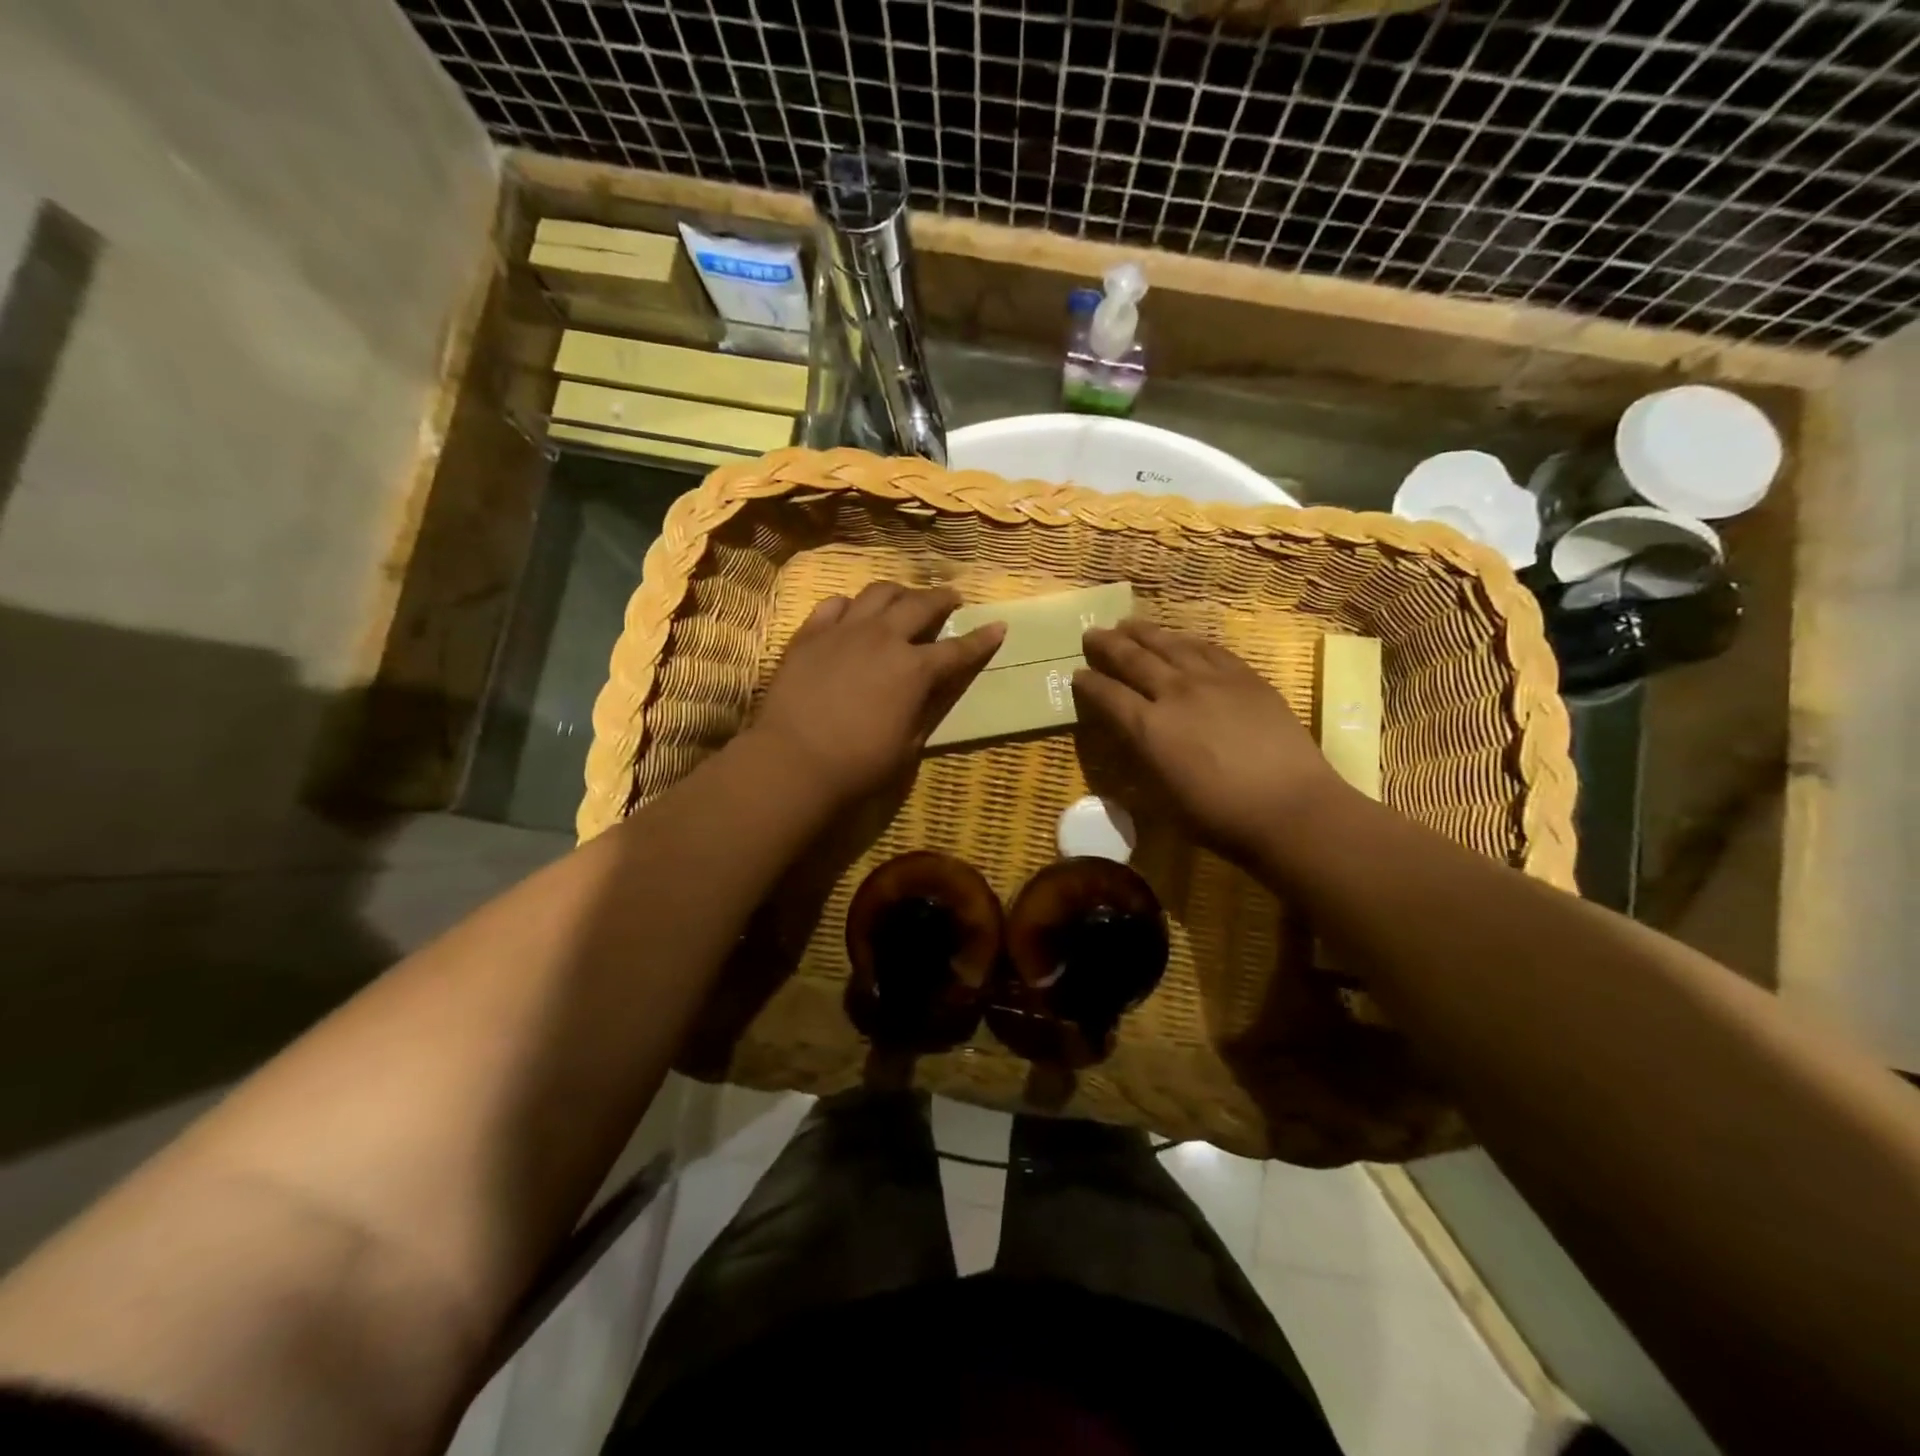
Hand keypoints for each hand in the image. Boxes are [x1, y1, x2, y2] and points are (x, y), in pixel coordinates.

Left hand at [750, 583, 1003, 804]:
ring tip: (904, 599)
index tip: (997, 626)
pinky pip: (834, 604)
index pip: (958, 649)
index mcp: (914, 670)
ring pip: (878, 592)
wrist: (793, 761)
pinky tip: (852, 613)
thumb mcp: (908, 745)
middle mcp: (884, 638)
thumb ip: (926, 709)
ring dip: (899, 592)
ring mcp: (844, 630)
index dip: (982, 639)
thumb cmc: (858, 764)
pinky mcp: (810, 634)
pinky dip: (851, 605)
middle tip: (951, 599)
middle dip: (942, 599)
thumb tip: (936, 687)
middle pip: (920, 604)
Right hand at [1074, 619, 1348, 863]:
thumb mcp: (1161, 796)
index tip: (1076, 675)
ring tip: (1127, 623)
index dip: (1088, 684)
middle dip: (1107, 646)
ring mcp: (1212, 680)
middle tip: (1092, 634)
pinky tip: (1179, 637)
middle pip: (1133, 659)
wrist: (1289, 807)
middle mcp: (1175, 693)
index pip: (1107, 695)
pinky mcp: (1245, 677)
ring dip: (1143, 632)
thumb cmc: (1218, 816)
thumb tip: (1127, 734)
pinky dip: (1186, 640)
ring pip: (1169, 645)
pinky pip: (1208, 648)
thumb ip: (1139, 758)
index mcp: (1148, 728)